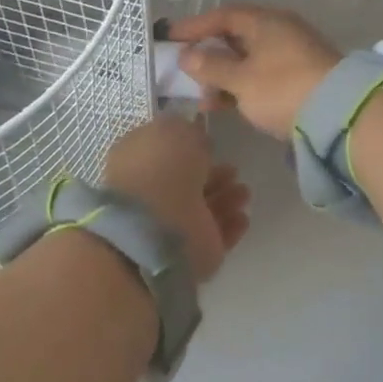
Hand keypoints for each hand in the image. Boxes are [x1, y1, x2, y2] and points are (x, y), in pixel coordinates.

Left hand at [103, 115, 251, 281]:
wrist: (159, 228)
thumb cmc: (161, 169)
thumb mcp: (174, 130)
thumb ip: (188, 131)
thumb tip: (196, 137)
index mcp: (139, 160)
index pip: (166, 151)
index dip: (188, 146)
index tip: (209, 142)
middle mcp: (154, 192)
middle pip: (189, 182)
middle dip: (213, 175)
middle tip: (234, 169)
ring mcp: (172, 224)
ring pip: (205, 208)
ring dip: (226, 199)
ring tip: (243, 192)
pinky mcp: (194, 251)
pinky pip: (217, 234)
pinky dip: (230, 225)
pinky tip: (243, 216)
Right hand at [167, 5, 342, 139]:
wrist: (340, 115)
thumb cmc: (282, 89)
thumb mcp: (241, 80)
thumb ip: (211, 67)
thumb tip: (187, 55)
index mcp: (265, 22)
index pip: (223, 16)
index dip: (195, 26)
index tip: (170, 37)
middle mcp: (280, 31)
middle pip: (236, 37)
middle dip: (209, 56)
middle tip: (186, 71)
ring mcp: (293, 54)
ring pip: (249, 59)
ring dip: (224, 77)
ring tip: (204, 99)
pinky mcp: (301, 77)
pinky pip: (262, 75)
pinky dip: (242, 87)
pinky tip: (228, 105)